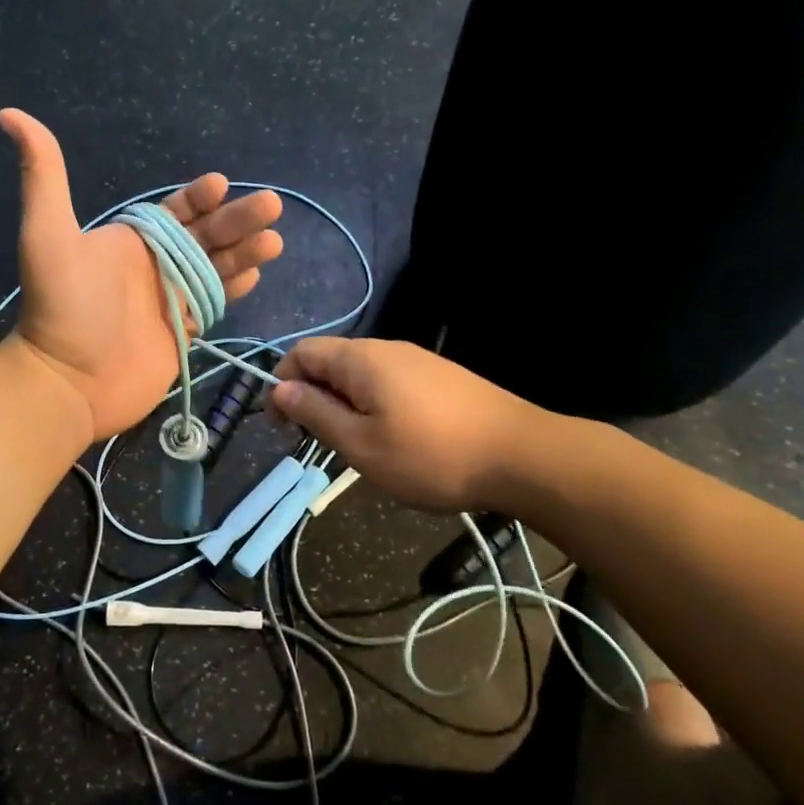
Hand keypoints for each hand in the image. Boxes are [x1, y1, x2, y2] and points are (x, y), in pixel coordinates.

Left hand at [0, 109, 283, 443]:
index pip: (174, 211)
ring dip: (245, 252)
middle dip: (237, 219)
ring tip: (274, 240)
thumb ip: (42, 175)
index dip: (198, 196)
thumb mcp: (47, 233)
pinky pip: (213, 303)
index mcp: (130, 241)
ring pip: (216, 268)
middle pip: (205, 235)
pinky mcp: (181, 334)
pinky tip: (256, 275)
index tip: (221, 184)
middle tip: (271, 205)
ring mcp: (169, 300)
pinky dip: (235, 289)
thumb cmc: (62, 306)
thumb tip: (9, 114)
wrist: (67, 381)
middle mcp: (153, 266)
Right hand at [266, 337, 541, 512]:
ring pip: (360, 375)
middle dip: (312, 397)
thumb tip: (281, 389)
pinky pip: (389, 383)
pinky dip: (373, 405)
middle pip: (330, 361)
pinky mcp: (440, 377)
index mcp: (360, 359)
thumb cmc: (431, 455)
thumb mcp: (360, 444)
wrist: (522, 455)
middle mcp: (387, 349)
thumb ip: (315, 413)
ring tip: (355, 446)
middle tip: (319, 442)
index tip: (282, 426)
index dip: (281, 384)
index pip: (301, 353)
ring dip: (343, 404)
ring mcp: (418, 361)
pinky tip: (392, 439)